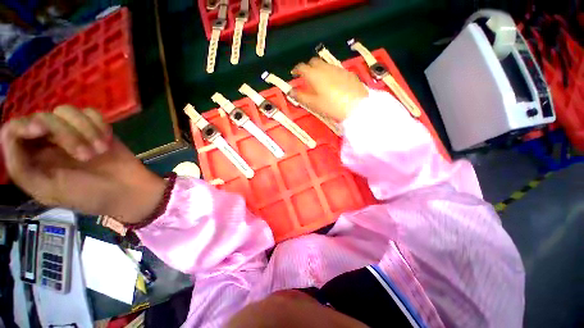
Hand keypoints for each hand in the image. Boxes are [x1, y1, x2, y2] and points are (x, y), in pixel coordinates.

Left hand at [0, 106, 165, 223]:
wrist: (128, 191)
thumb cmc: (87, 195)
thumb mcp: (48, 191)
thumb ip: (21, 167)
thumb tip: (11, 135)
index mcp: (33, 158)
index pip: (15, 129)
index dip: (24, 124)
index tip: (42, 129)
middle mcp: (48, 141)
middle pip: (44, 117)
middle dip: (66, 134)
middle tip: (86, 156)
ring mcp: (74, 133)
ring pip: (68, 111)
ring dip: (86, 130)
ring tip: (100, 151)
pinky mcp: (97, 129)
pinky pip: (92, 113)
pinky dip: (99, 125)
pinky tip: (107, 141)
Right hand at [291, 58, 368, 120]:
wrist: (355, 106)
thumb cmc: (331, 106)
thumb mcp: (314, 104)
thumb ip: (301, 96)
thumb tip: (290, 91)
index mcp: (314, 75)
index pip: (302, 67)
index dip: (296, 70)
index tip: (294, 74)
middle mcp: (325, 68)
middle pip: (313, 62)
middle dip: (308, 67)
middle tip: (307, 77)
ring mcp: (337, 69)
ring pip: (325, 64)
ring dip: (319, 69)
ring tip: (319, 80)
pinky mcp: (347, 72)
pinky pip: (335, 69)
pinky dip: (330, 73)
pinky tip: (333, 83)